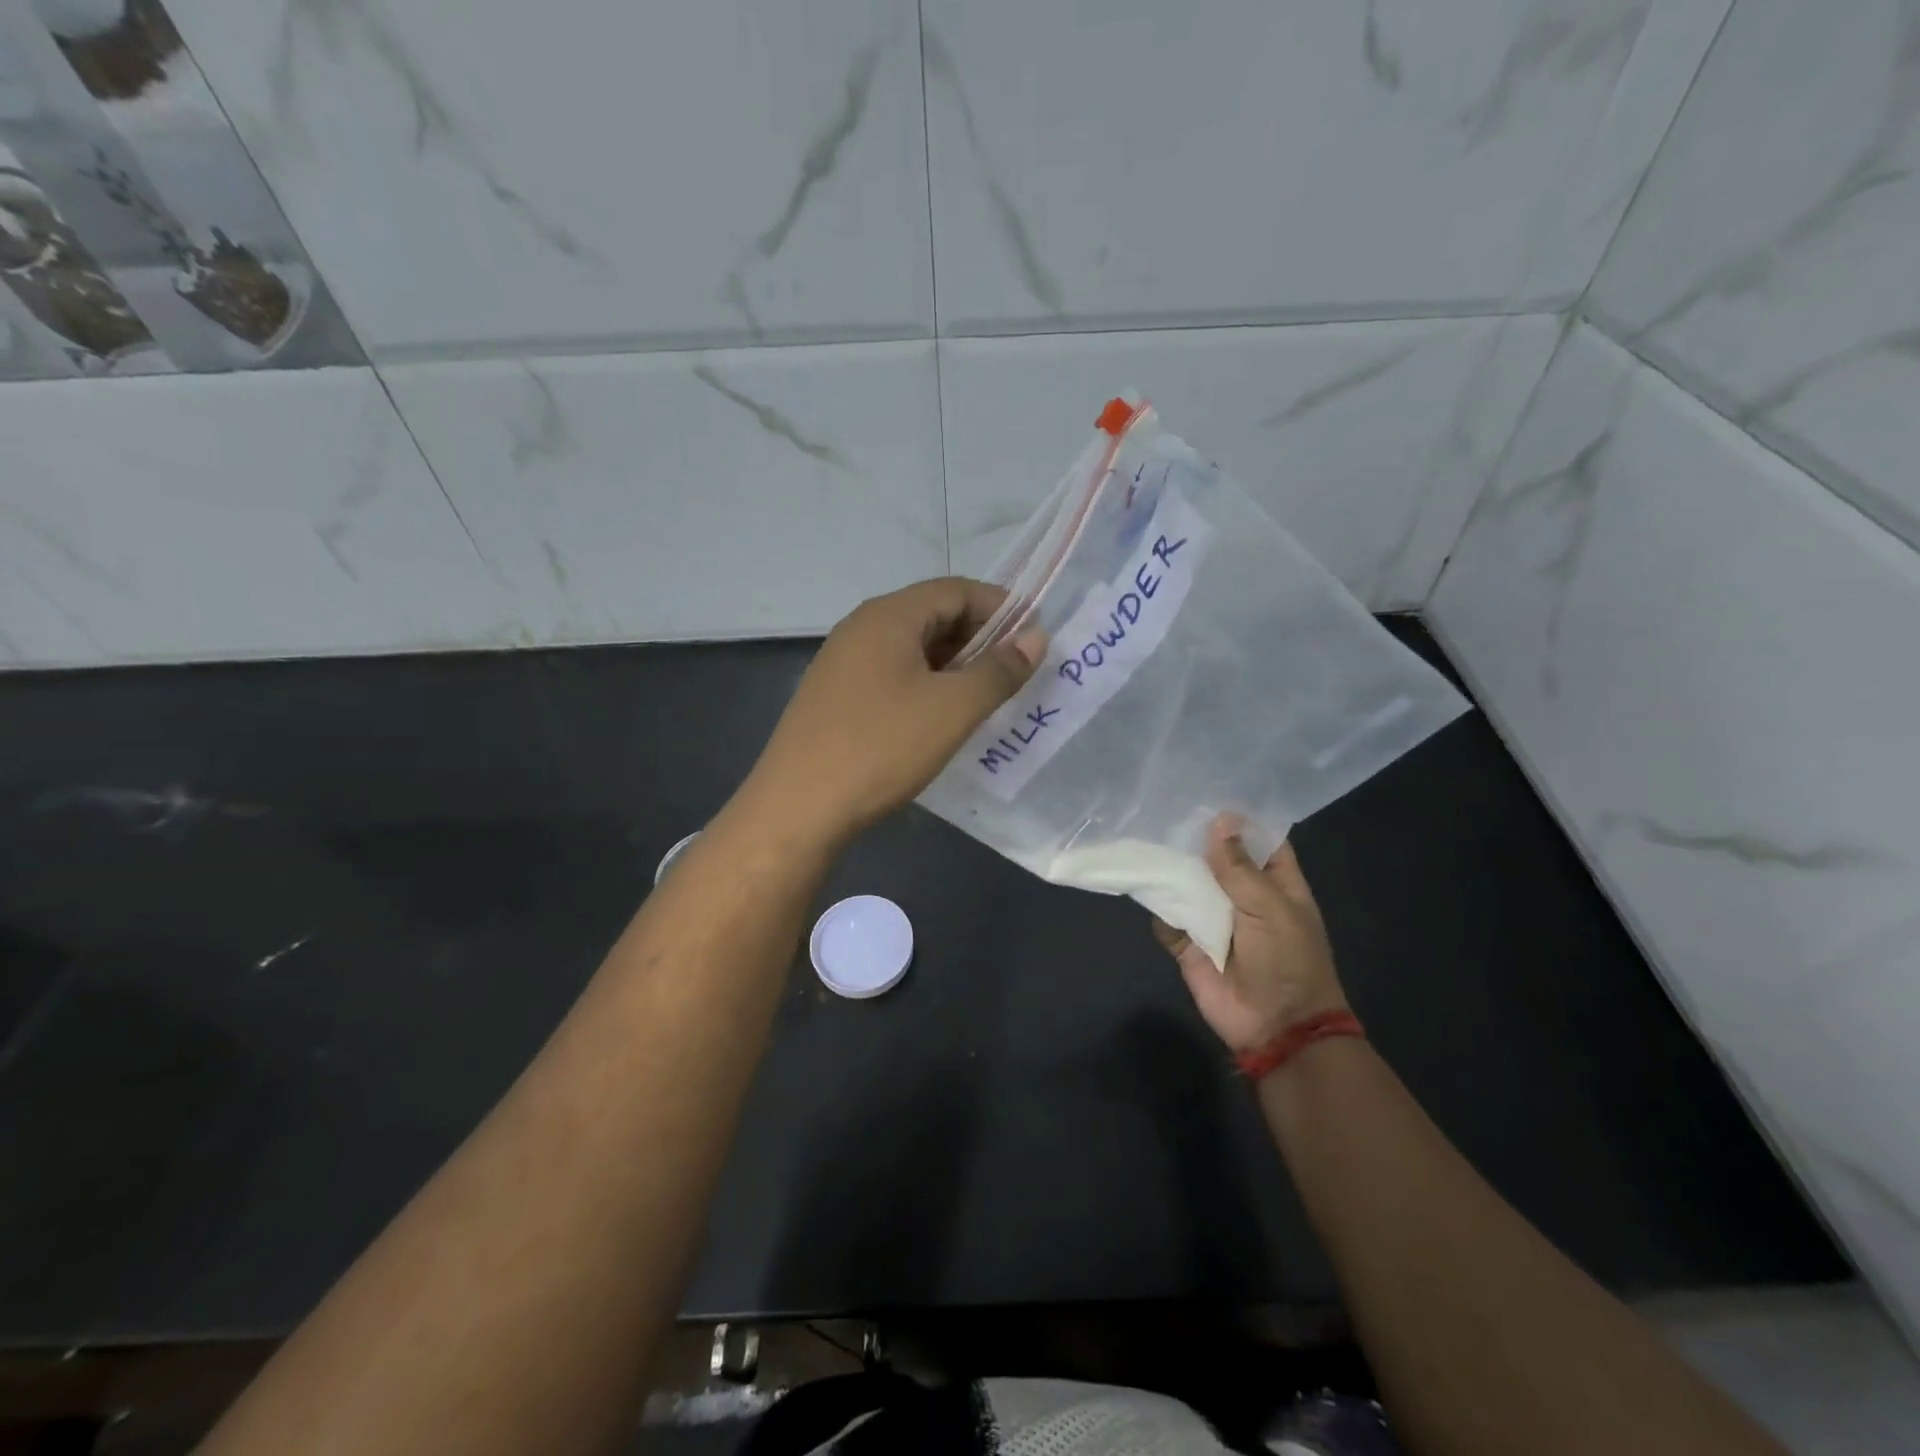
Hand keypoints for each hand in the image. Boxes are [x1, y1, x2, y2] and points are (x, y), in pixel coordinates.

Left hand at [744, 578, 1042, 843]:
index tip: (1033, 637)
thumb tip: (1036, 638)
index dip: (1001, 607)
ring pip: (911, 648)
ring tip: (984, 697)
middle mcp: (861, 627)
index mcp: (888, 616)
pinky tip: (939, 718)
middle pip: (932, 614)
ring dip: (952, 664)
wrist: (799, 806)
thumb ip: (999, 670)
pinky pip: (890, 674)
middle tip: (1014, 672)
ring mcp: (842, 662)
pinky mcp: (834, 696)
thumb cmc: (882, 747)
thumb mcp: (953, 709)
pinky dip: (924, 684)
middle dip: (979, 637)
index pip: (956, 590)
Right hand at [1154, 816, 1348, 1053]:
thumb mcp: (1270, 907)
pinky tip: (1140, 880)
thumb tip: (1219, 820)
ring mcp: (1214, 920)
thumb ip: (1239, 867)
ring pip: (1188, 884)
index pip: (1260, 842)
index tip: (1210, 792)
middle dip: (1195, 839)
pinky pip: (1167, 918)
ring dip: (1171, 867)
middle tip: (1164, 806)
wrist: (1275, 1027)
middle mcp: (1243, 897)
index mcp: (1276, 885)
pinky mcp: (1189, 944)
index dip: (1240, 820)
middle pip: (1216, 859)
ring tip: (1145, 834)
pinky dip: (1156, 905)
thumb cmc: (1287, 961)